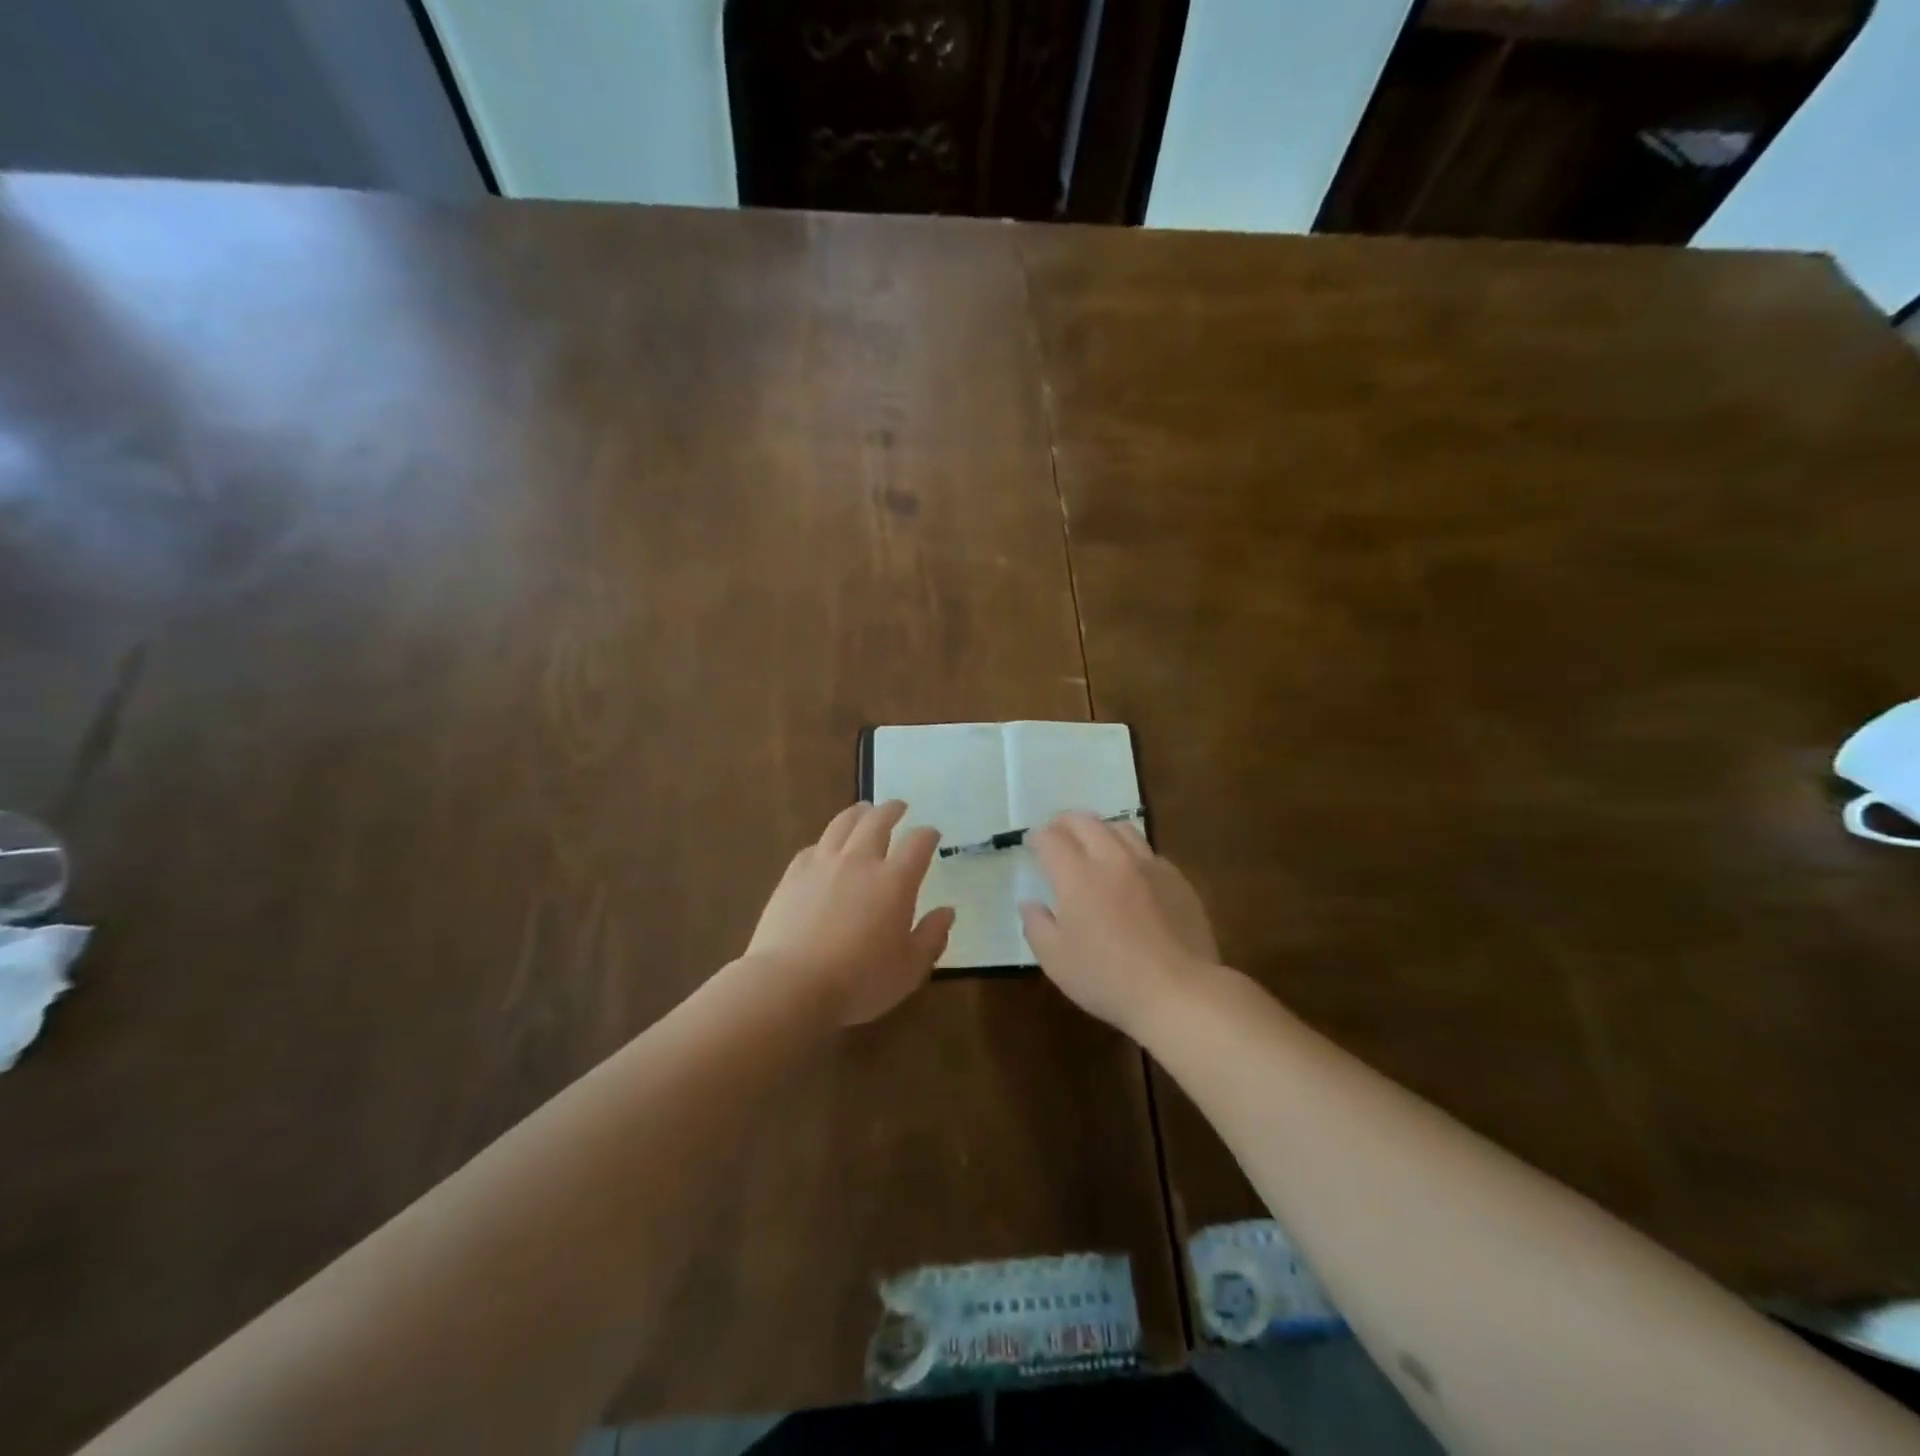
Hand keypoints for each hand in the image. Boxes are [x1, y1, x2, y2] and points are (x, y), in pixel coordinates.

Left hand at [746, 801, 954, 1025]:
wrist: (791, 984)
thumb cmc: (859, 982)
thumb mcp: (909, 969)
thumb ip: (931, 937)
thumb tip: (947, 912)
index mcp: (895, 881)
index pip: (917, 843)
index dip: (927, 834)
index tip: (931, 834)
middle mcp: (860, 861)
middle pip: (878, 821)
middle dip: (892, 810)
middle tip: (899, 807)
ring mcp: (823, 864)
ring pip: (843, 824)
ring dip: (858, 813)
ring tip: (864, 810)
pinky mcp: (793, 874)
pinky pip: (814, 846)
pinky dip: (827, 841)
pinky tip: (826, 847)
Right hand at [1019, 812, 1218, 1040]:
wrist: (1178, 991)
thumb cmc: (1107, 979)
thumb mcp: (1056, 961)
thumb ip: (1036, 926)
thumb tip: (1030, 903)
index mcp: (1077, 876)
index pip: (1051, 839)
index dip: (1037, 837)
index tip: (1032, 843)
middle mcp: (1111, 859)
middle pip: (1086, 822)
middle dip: (1066, 822)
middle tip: (1058, 833)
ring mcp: (1148, 865)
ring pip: (1121, 829)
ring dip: (1100, 830)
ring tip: (1095, 844)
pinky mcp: (1176, 879)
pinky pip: (1148, 852)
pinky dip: (1131, 852)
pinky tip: (1131, 872)